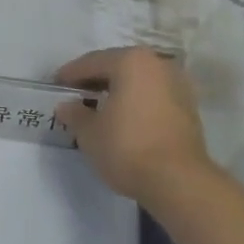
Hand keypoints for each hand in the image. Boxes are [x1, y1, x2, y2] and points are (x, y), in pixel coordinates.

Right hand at [53, 47, 219, 204]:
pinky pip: (153, 96)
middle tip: (75, 94)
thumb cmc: (127, 147)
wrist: (178, 181)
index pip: (92, 62)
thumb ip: (75, 114)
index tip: (55, 85)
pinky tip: (123, 118)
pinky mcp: (189, 108)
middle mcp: (158, 65)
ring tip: (98, 107)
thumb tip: (66, 106)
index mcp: (131, 62)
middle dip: (95, 79)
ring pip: (138, 81)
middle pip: (118, 67)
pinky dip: (136, 102)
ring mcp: (178, 85)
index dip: (70, 74)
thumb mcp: (89, 132)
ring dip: (118, 90)